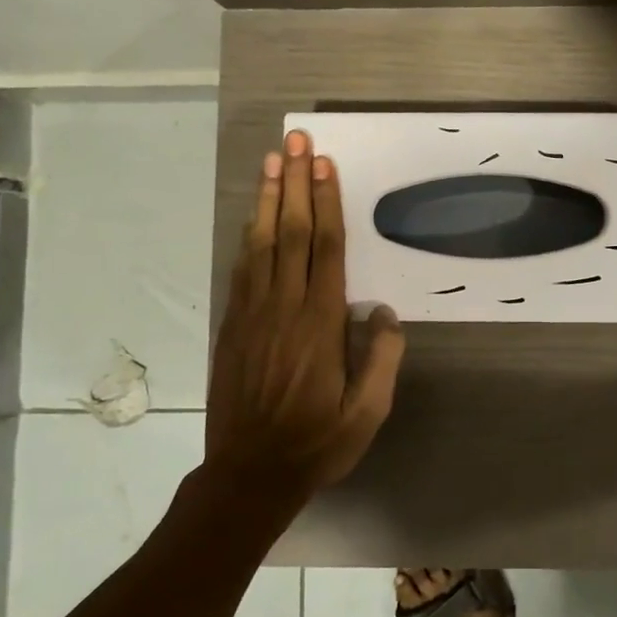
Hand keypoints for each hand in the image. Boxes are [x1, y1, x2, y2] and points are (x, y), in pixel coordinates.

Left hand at [204, 130, 406, 504]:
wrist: (248, 475)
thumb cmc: (316, 442)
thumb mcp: (367, 413)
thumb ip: (381, 359)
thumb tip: (383, 312)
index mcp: (320, 324)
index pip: (325, 249)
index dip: (325, 203)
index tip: (323, 164)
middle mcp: (284, 308)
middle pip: (291, 233)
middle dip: (295, 184)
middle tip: (296, 141)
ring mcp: (252, 314)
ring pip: (261, 243)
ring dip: (268, 199)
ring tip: (272, 161)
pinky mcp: (232, 325)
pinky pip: (242, 268)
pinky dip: (249, 235)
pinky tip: (255, 215)